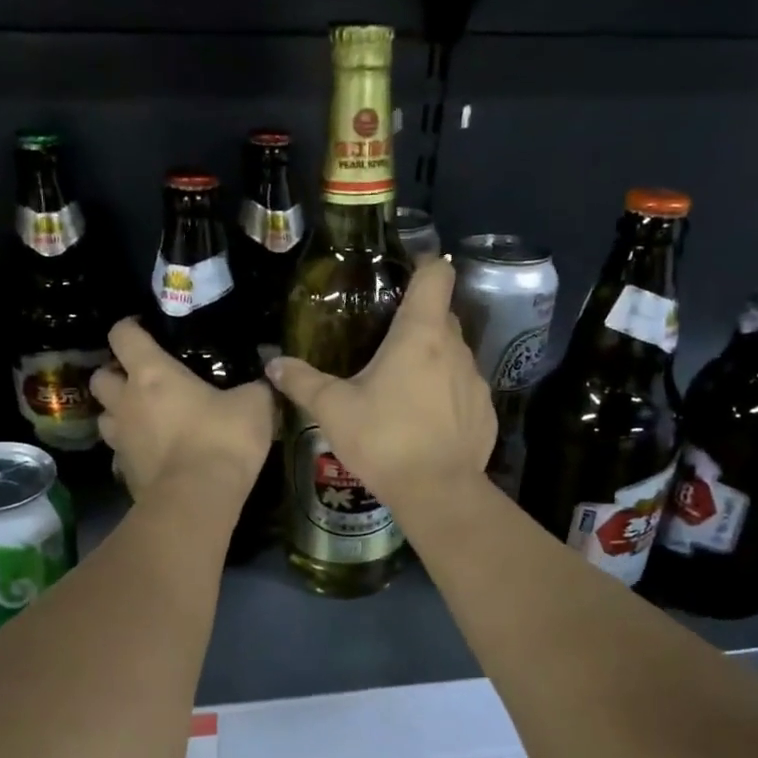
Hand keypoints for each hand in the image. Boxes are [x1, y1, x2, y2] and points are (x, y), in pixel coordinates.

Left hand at [90, 319, 274, 504]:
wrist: (198, 499)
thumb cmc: (222, 439)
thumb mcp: (255, 406)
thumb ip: (256, 388)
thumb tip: (266, 380)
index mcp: (151, 373)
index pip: (122, 334)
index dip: (129, 327)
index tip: (144, 330)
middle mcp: (126, 402)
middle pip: (100, 378)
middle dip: (114, 374)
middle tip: (140, 380)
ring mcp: (120, 441)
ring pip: (104, 417)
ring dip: (118, 413)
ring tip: (144, 418)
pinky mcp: (124, 473)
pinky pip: (120, 454)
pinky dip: (133, 450)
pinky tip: (154, 455)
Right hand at [265, 256, 494, 515]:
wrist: (437, 492)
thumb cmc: (383, 439)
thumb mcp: (333, 410)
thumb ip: (301, 382)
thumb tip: (272, 364)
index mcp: (421, 335)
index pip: (436, 275)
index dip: (425, 265)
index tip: (406, 273)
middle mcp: (455, 349)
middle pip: (442, 316)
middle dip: (418, 321)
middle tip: (386, 340)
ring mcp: (475, 382)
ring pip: (454, 356)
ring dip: (432, 362)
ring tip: (402, 388)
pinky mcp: (485, 413)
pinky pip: (464, 392)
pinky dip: (446, 397)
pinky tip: (425, 423)